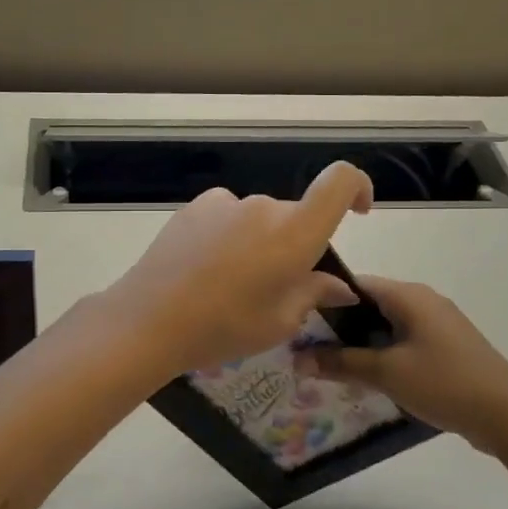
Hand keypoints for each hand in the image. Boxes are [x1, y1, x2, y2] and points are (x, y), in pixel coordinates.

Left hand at [106, 162, 373, 374]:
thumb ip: (314, 294)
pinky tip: (207, 267)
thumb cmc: (223, 327)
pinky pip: (228, 216)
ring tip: (233, 284)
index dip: (358, 188)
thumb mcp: (279, 322)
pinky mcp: (196, 207)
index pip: (340, 181)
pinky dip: (230, 235)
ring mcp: (226, 203)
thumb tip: (339, 286)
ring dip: (260, 242)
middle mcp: (264, 207)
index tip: (358, 212)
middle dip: (296, 244)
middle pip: (296, 215)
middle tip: (276, 288)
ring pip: (260, 218)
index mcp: (295, 233)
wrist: (149, 320)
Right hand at [297, 277, 507, 451]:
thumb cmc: (444, 382)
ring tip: (330, 365)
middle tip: (307, 348)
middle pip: (369, 305)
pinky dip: (382, 354)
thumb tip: (297, 359)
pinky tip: (367, 377)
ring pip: (386, 325)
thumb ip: (341, 363)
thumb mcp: (386, 373)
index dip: (324, 300)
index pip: (354, 284)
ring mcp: (438, 325)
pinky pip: (404, 342)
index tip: (297, 322)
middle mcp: (423, 301)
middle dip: (339, 326)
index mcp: (408, 295)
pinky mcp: (447, 348)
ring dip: (360, 343)